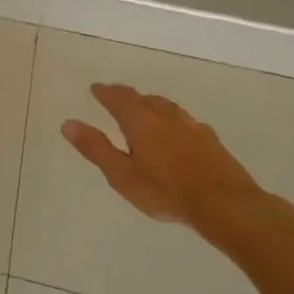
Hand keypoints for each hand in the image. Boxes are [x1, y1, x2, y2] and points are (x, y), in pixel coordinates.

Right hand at [62, 83, 263, 229]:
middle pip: (142, 98)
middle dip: (126, 96)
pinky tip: (176, 131)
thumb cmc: (166, 192)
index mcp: (140, 121)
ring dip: (150, 104)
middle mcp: (165, 116)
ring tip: (144, 108)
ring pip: (165, 106)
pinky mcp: (210, 139)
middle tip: (115, 97)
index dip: (105, 92)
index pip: (118, 98)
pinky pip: (184, 121)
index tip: (96, 89)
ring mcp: (191, 126)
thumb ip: (96, 148)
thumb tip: (67, 123)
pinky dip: (171, 120)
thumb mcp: (122, 175)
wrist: (226, 205)